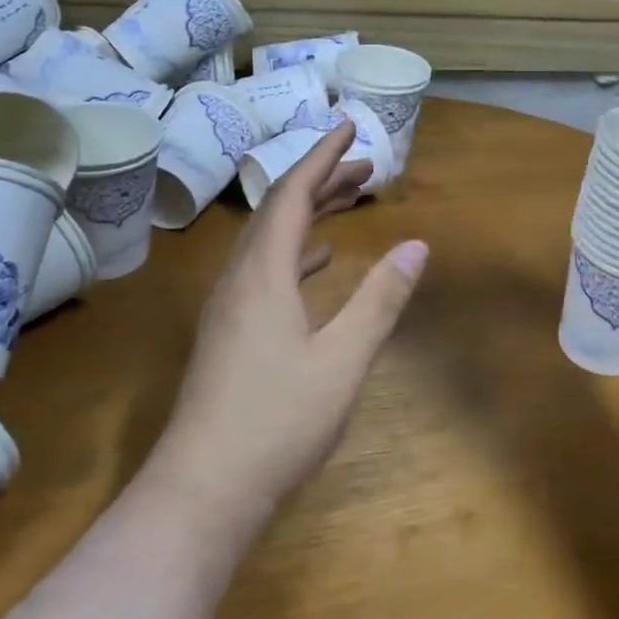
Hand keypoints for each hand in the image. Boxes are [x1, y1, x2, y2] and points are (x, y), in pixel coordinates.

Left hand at [147, 122, 429, 534]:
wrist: (202, 491)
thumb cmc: (278, 421)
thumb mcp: (344, 359)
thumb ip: (381, 299)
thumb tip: (416, 245)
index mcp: (264, 273)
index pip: (292, 193)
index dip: (322, 155)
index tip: (349, 126)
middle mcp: (239, 279)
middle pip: (279, 210)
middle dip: (321, 180)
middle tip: (365, 167)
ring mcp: (229, 308)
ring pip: (270, 241)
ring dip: (308, 214)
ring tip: (347, 202)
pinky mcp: (228, 334)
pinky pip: (264, 270)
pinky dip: (296, 252)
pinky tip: (317, 264)